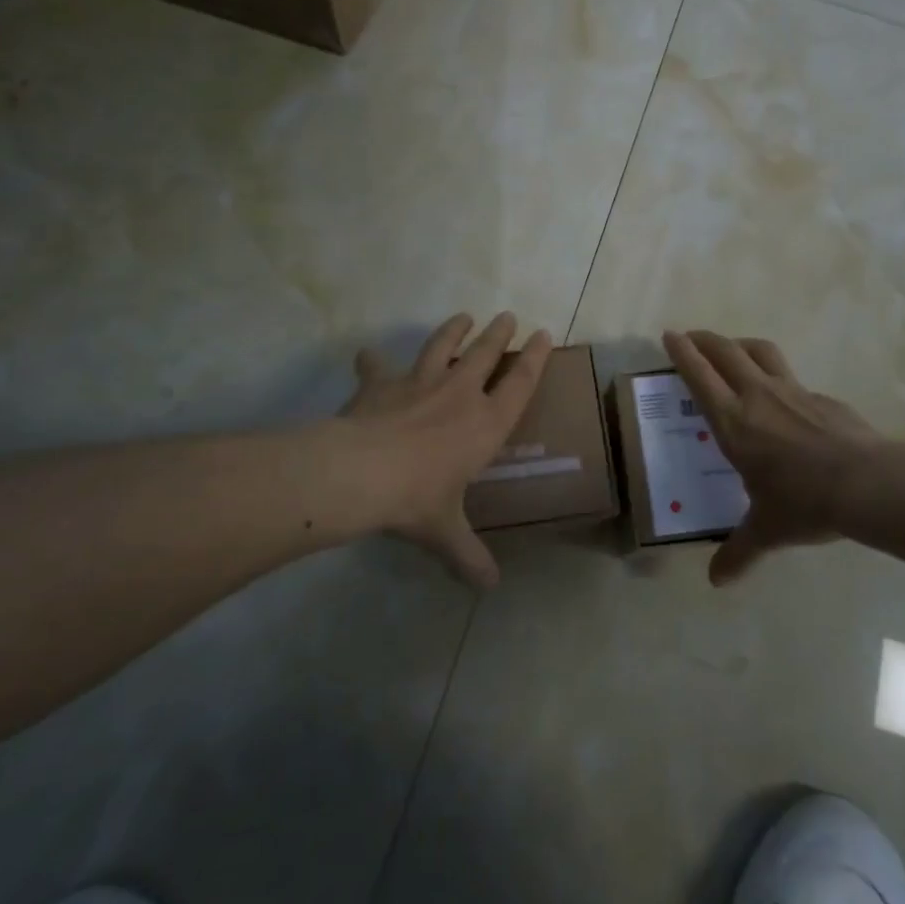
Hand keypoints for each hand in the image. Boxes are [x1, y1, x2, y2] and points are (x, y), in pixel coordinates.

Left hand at [337, 312, 552, 588]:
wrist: (362, 473)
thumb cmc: (417, 499)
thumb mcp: (445, 532)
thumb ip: (468, 556)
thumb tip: (489, 587)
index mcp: (485, 424)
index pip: (520, 383)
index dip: (533, 357)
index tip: (542, 333)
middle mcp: (458, 393)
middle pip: (484, 353)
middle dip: (498, 333)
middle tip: (507, 316)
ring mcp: (419, 382)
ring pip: (441, 345)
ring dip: (453, 330)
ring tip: (463, 317)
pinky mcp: (382, 384)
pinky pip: (377, 367)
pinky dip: (373, 361)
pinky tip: (368, 355)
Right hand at [664, 330, 879, 585]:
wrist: (866, 483)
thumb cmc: (804, 502)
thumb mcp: (767, 530)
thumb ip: (739, 552)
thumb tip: (717, 581)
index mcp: (733, 422)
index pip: (699, 376)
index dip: (681, 353)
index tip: (669, 335)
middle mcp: (757, 396)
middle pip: (725, 351)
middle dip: (704, 339)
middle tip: (692, 336)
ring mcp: (792, 390)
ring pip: (759, 351)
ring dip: (740, 344)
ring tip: (733, 349)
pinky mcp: (820, 396)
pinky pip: (791, 377)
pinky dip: (777, 376)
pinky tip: (783, 397)